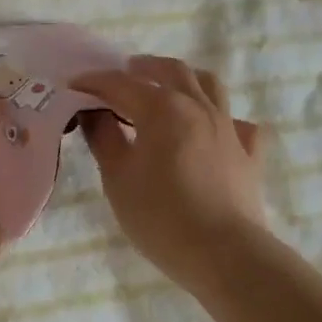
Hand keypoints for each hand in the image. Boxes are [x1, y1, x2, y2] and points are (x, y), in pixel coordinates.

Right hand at [73, 55, 270, 297]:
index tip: (72, 85)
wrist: (224, 254)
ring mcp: (229, 128)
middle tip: (124, 73)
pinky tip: (214, 130)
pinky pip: (239, 124)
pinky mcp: (249, 154)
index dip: (94, 82)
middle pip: (171, 71)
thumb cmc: (161, 216)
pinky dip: (222, 119)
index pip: (121, 84)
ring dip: (185, 79)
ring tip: (169, 86)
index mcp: (163, 108)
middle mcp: (198, 107)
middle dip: (143, 67)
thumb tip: (93, 112)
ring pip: (210, 85)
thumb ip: (104, 138)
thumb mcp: (118, 178)